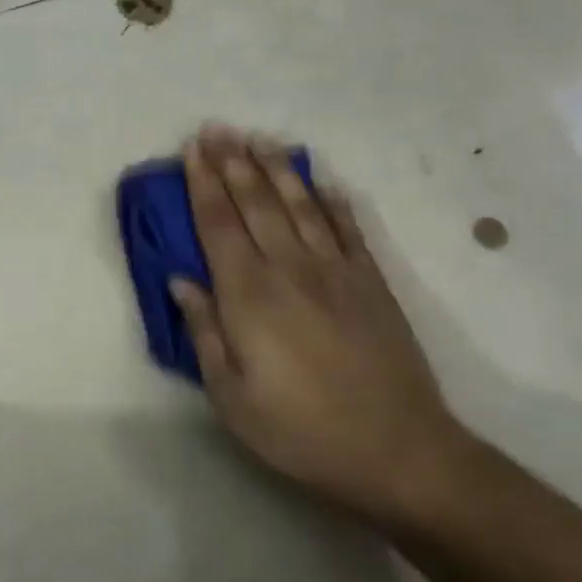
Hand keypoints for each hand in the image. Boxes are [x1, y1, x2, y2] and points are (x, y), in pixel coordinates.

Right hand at [169, 124, 472, 526]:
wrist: (400, 453)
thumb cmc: (301, 430)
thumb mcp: (232, 396)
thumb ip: (205, 332)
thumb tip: (181, 280)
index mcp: (250, 295)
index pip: (219, 224)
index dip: (202, 184)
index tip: (191, 150)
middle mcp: (290, 269)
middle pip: (256, 203)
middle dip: (232, 162)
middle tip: (216, 128)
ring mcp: (336, 272)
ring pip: (300, 206)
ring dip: (276, 169)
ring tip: (259, 139)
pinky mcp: (372, 284)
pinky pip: (349, 230)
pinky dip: (334, 202)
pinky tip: (323, 182)